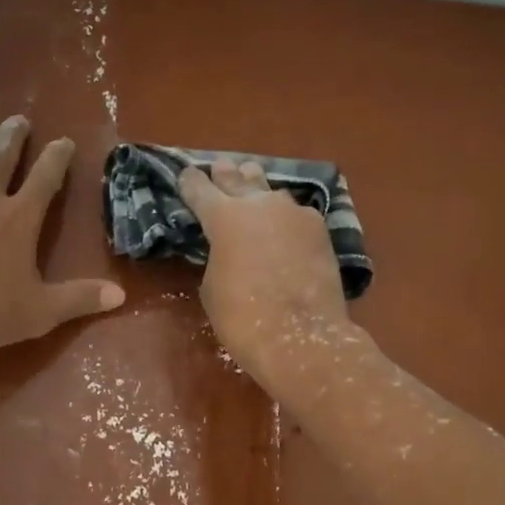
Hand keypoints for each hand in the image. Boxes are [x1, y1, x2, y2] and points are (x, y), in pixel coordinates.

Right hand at [177, 160, 355, 390]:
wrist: (300, 337)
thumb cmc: (243, 318)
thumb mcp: (212, 286)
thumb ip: (217, 256)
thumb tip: (229, 248)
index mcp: (223, 217)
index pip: (199, 189)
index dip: (190, 182)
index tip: (185, 176)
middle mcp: (259, 204)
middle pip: (238, 178)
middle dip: (226, 174)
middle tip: (221, 167)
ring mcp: (294, 213)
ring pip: (271, 192)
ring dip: (259, 191)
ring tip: (254, 187)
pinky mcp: (319, 229)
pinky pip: (296, 214)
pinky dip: (286, 217)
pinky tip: (285, 225)